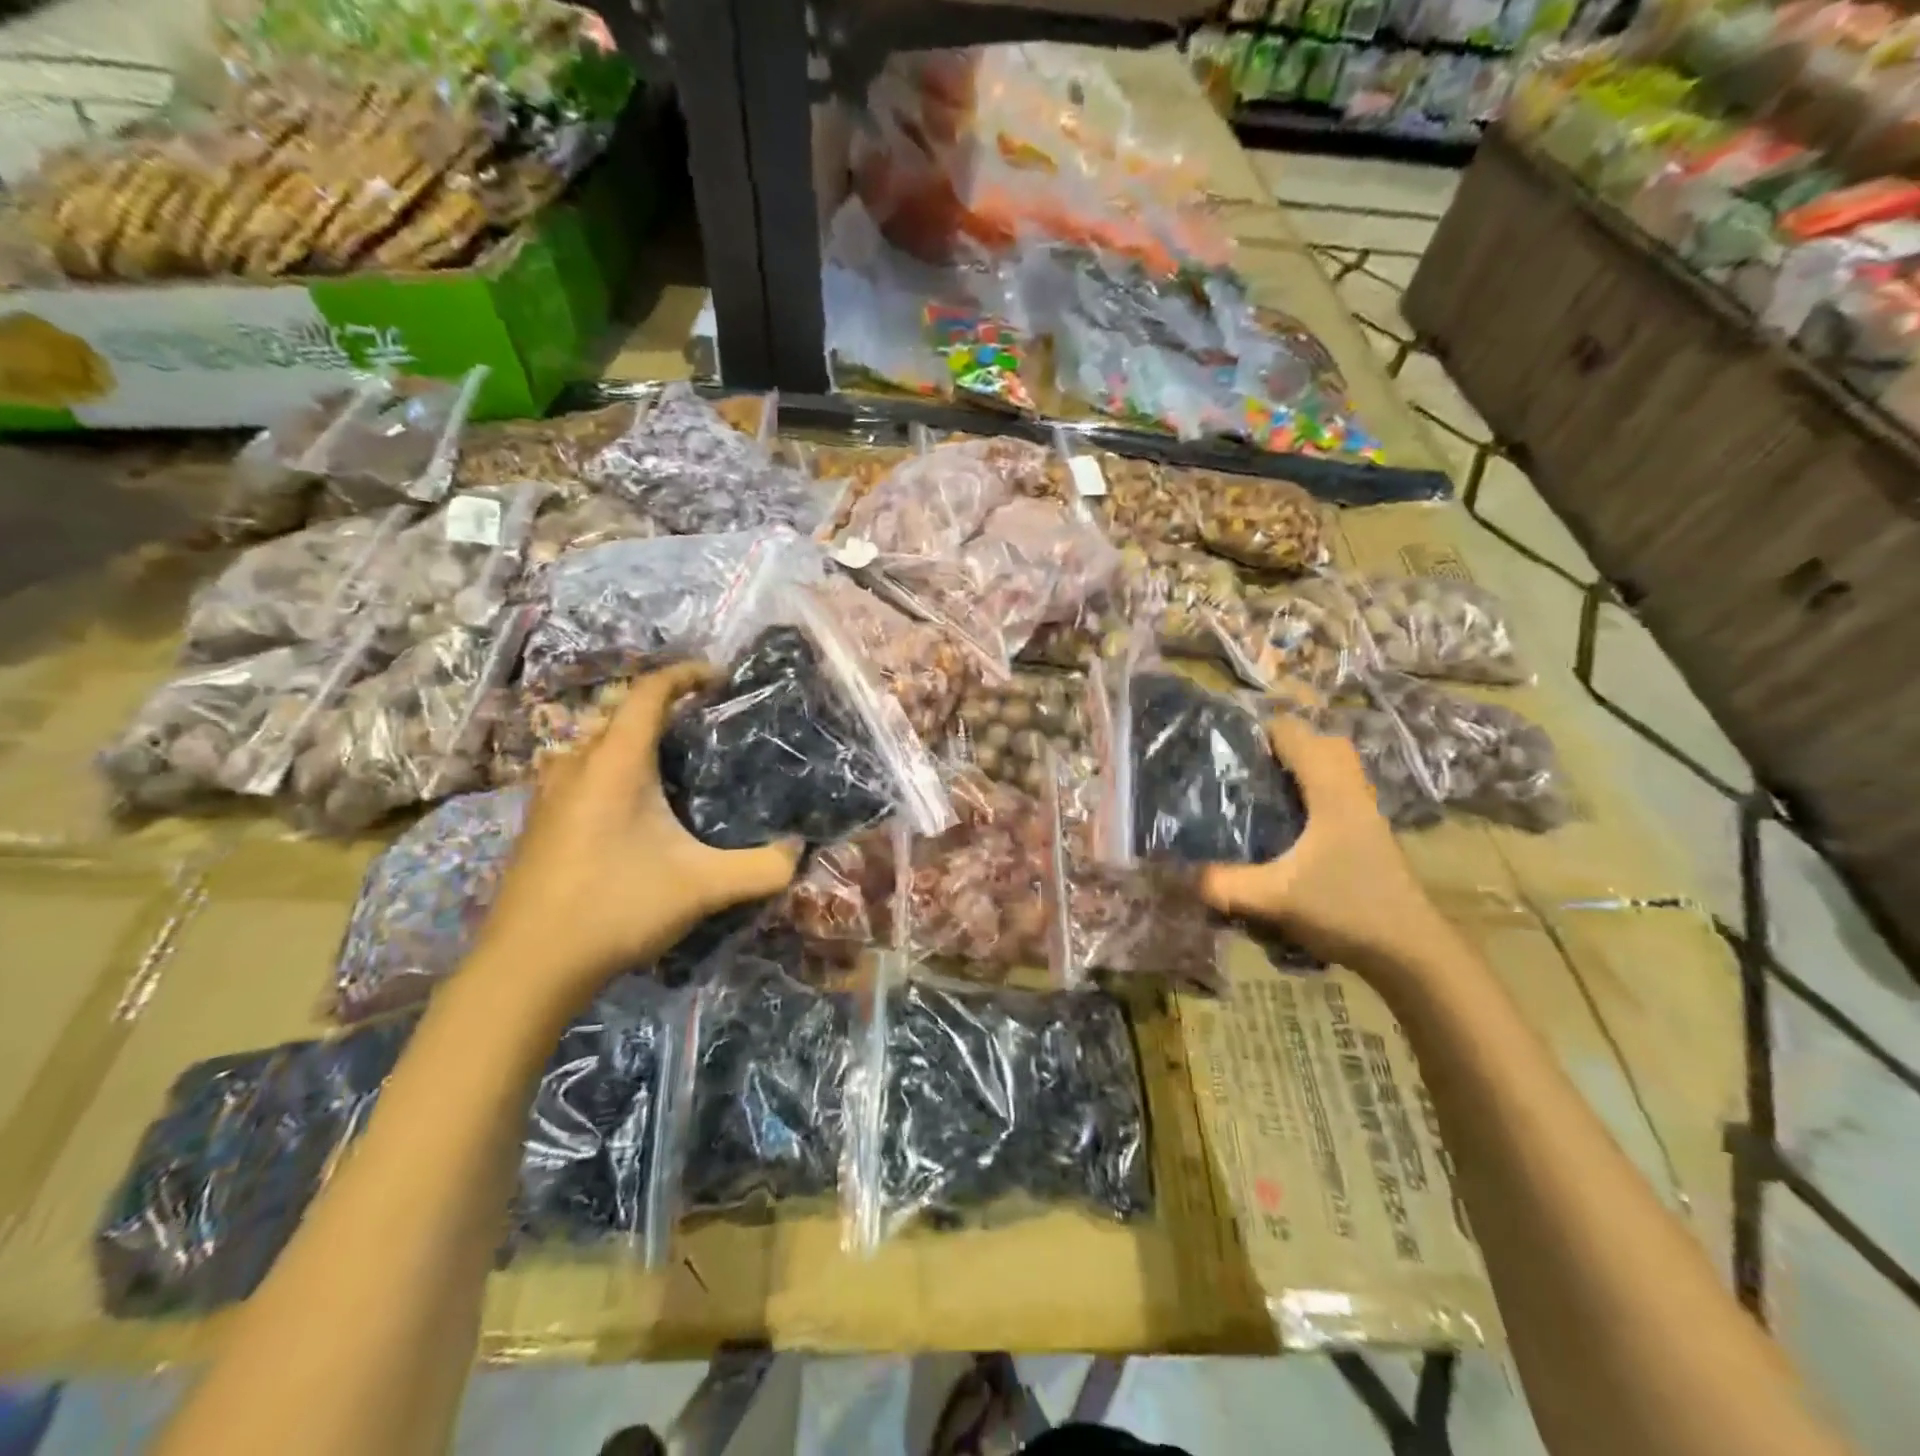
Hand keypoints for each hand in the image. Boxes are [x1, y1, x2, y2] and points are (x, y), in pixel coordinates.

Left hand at [473, 663, 801, 1015]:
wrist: (526, 968)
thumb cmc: (615, 908)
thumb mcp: (703, 888)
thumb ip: (762, 868)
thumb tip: (799, 850)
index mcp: (614, 763)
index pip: (649, 693)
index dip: (685, 674)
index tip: (719, 677)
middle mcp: (576, 766)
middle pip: (619, 714)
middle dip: (663, 709)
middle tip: (705, 726)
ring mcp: (549, 795)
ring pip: (595, 746)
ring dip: (632, 741)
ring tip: (672, 764)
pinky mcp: (538, 824)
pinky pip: (580, 774)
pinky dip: (611, 770)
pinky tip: (632, 811)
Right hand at [1200, 715, 1449, 975]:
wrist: (1411, 952)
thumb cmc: (1347, 909)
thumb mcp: (1276, 897)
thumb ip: (1224, 884)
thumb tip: (1178, 874)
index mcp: (1330, 790)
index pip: (1294, 732)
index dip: (1257, 730)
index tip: (1221, 746)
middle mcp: (1351, 790)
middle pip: (1321, 741)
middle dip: (1282, 743)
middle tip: (1242, 765)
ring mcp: (1365, 811)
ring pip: (1333, 766)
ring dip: (1300, 766)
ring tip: (1258, 786)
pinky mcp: (1368, 833)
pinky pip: (1337, 790)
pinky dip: (1312, 789)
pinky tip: (1285, 819)